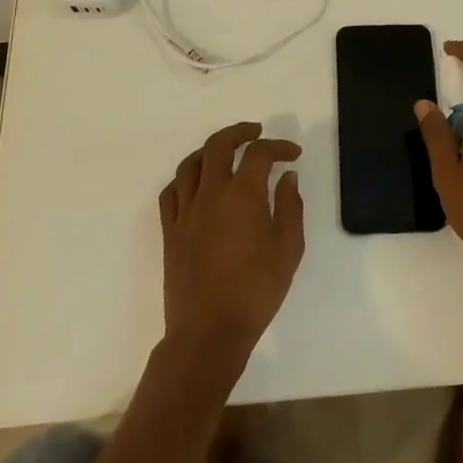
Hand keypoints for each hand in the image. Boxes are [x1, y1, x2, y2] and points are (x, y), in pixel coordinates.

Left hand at [159, 122, 305, 351]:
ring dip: (209, 151)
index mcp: (242, 194)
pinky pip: (171, 192)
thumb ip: (290, 206)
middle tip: (255, 132)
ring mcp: (185, 211)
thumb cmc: (256, 291)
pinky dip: (185, 179)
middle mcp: (210, 193)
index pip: (259, 153)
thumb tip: (287, 177)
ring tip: (224, 152)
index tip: (293, 154)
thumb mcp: (288, 249)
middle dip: (239, 132)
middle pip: (218, 145)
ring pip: (190, 164)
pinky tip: (196, 185)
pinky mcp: (170, 231)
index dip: (278, 146)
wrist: (209, 330)